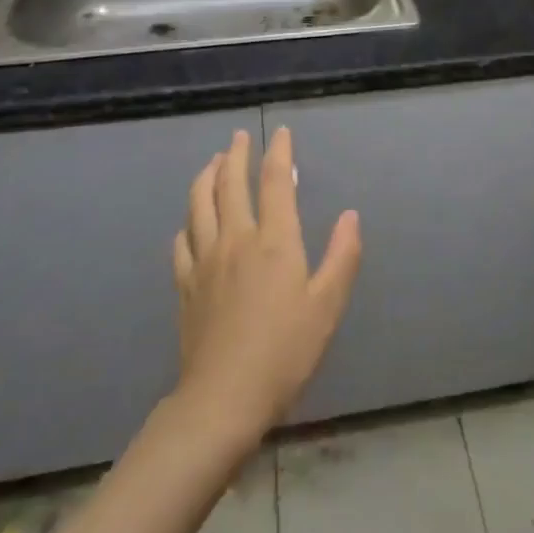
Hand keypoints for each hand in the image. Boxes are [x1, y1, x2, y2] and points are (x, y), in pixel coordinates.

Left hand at [172, 128, 361, 446]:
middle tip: (239, 138)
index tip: (281, 133)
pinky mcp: (185, 286)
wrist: (223, 399)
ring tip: (213, 164)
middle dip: (236, 155)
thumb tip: (351, 215)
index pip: (275, 182)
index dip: (279, 153)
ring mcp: (205, 261)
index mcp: (274, 241)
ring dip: (206, 178)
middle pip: (230, 184)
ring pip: (199, 205)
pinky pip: (182, 242)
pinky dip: (188, 222)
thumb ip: (342, 256)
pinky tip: (190, 223)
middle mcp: (236, 239)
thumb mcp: (327, 306)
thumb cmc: (285, 352)